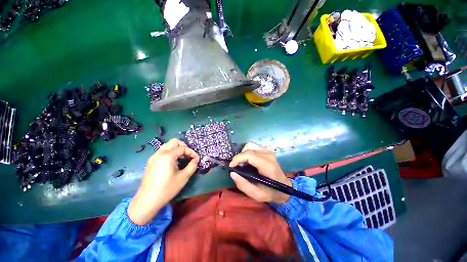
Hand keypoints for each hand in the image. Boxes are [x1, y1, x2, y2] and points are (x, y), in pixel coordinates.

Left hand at [128, 138, 199, 224]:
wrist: (147, 200)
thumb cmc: (167, 189)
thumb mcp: (183, 177)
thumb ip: (192, 166)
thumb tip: (196, 159)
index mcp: (167, 156)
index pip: (183, 148)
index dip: (192, 152)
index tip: (197, 159)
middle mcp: (159, 153)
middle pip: (174, 142)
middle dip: (184, 146)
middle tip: (189, 155)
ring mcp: (154, 157)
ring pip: (168, 146)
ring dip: (177, 149)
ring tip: (182, 158)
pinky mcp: (151, 162)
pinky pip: (163, 151)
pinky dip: (171, 153)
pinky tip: (174, 163)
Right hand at [229, 142, 290, 203]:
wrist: (285, 188)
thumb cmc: (271, 192)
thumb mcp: (257, 195)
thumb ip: (243, 185)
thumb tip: (232, 173)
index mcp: (267, 165)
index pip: (249, 155)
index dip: (238, 159)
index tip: (232, 167)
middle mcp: (268, 155)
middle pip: (248, 148)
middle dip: (239, 157)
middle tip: (237, 167)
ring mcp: (268, 151)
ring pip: (250, 145)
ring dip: (243, 153)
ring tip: (243, 164)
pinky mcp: (267, 151)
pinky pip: (253, 147)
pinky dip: (248, 152)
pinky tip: (248, 161)